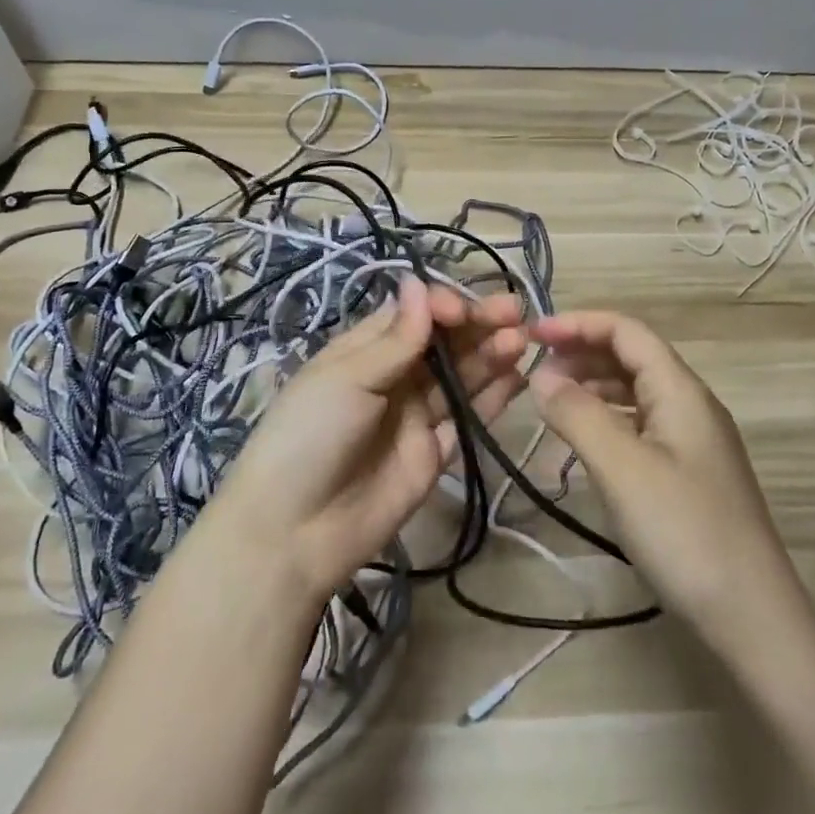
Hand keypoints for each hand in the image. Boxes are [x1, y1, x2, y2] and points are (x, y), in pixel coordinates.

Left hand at [201, 277, 525, 607]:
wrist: (294, 531)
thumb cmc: (310, 436)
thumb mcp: (347, 378)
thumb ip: (395, 338)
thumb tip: (419, 282)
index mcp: (365, 350)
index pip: (414, 315)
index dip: (443, 307)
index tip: (464, 312)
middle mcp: (394, 377)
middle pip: (444, 343)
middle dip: (477, 326)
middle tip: (515, 315)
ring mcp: (415, 416)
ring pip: (460, 377)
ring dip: (490, 356)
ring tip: (520, 342)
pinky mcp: (434, 453)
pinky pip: (468, 419)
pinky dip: (493, 398)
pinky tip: (517, 378)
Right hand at [528, 310, 801, 651]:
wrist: (753, 618)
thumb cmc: (684, 533)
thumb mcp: (622, 468)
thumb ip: (578, 414)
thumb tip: (541, 375)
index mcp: (681, 390)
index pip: (627, 331)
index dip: (579, 323)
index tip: (532, 336)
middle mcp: (690, 405)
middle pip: (632, 357)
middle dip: (582, 352)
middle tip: (535, 371)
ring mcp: (693, 441)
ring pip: (636, 392)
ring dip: (593, 386)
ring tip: (551, 402)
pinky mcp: (689, 474)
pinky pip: (641, 426)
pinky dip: (607, 419)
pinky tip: (585, 441)